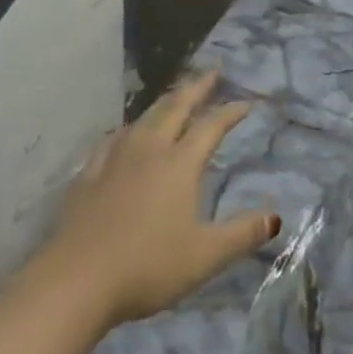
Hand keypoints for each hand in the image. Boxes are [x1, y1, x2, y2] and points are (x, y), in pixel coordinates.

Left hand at [34, 71, 278, 328]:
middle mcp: (150, 150)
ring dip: (164, 102)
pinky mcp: (89, 175)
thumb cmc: (148, 267)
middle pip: (176, 107)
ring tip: (174, 96)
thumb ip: (242, 234)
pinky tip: (125, 133)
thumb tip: (276, 218)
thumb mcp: (205, 256)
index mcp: (180, 164)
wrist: (76, 281)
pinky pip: (113, 140)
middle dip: (197, 88)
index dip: (230, 112)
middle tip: (211, 73)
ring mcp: (116, 159)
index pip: (211, 127)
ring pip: (145, 118)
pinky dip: (128, 129)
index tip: (246, 102)